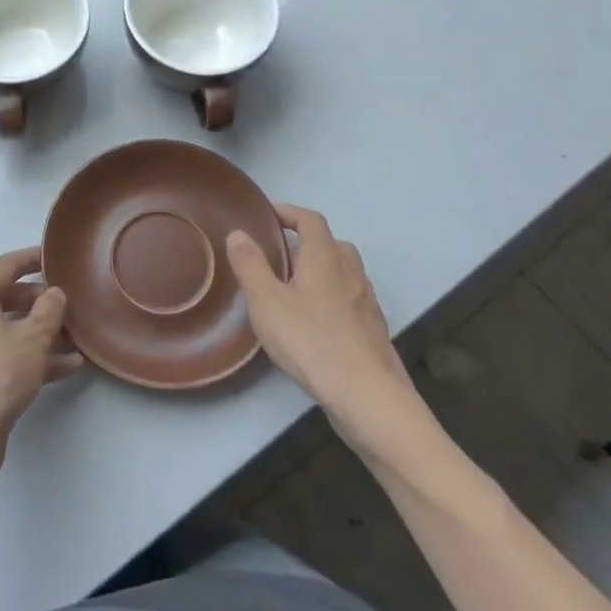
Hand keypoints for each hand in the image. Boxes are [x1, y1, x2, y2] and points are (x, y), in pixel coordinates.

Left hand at [0, 248, 83, 475]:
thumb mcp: (32, 339)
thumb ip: (48, 311)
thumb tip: (53, 293)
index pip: (6, 265)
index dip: (32, 258)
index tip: (56, 256)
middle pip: (7, 297)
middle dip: (41, 301)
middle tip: (71, 303)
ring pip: (10, 330)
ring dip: (42, 333)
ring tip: (78, 337)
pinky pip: (7, 356)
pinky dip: (33, 357)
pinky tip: (68, 367)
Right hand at [225, 206, 443, 473]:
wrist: (369, 398)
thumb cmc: (312, 341)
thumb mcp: (267, 301)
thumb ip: (250, 264)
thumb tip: (239, 234)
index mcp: (324, 257)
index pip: (309, 220)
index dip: (288, 212)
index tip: (266, 216)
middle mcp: (350, 271)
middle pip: (329, 243)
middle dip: (303, 243)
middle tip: (275, 256)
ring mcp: (365, 302)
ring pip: (341, 272)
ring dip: (318, 271)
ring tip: (290, 288)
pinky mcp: (372, 330)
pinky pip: (348, 299)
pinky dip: (330, 298)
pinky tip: (313, 322)